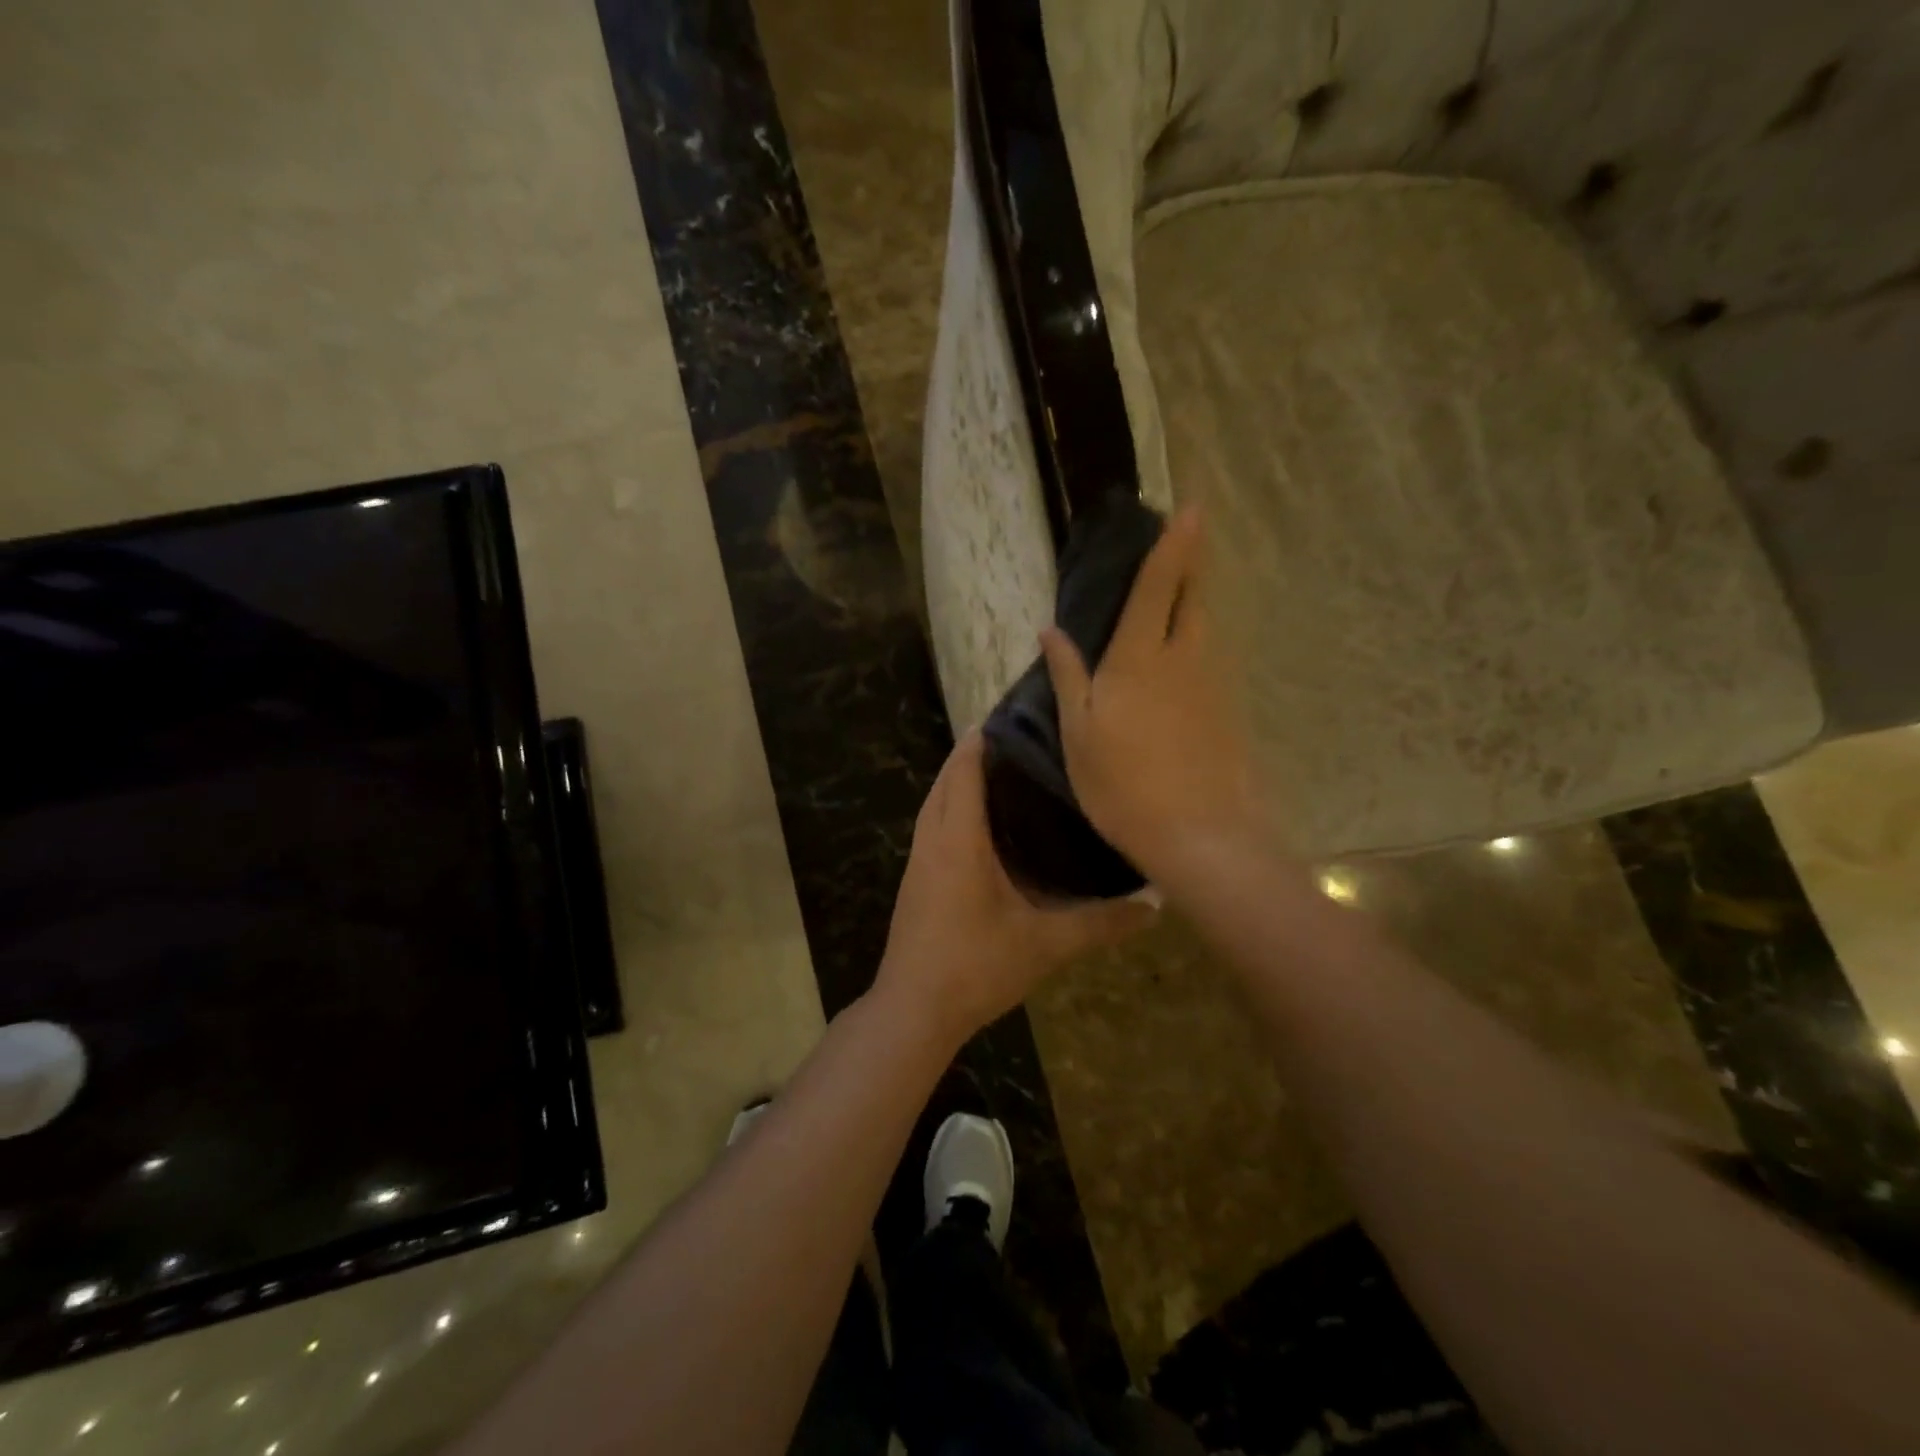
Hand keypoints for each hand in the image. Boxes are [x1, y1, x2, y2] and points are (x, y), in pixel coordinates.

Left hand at [875, 732, 1154, 1043]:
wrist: (913, 1011)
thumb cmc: (976, 967)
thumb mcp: (1046, 945)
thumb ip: (1101, 924)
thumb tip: (1156, 904)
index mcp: (958, 840)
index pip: (964, 771)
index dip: (982, 740)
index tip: (1011, 717)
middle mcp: (932, 840)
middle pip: (946, 780)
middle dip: (972, 755)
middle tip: (1018, 742)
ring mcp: (917, 861)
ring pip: (934, 804)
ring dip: (959, 782)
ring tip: (1004, 774)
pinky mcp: (915, 881)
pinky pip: (932, 827)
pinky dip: (953, 810)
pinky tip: (984, 827)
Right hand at [1040, 506, 1257, 885]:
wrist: (1198, 836)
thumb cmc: (1123, 784)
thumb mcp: (1078, 732)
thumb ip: (1067, 676)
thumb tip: (1050, 630)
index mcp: (1140, 659)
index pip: (1158, 587)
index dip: (1174, 546)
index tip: (1191, 509)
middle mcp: (1183, 660)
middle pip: (1193, 600)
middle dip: (1191, 567)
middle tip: (1185, 544)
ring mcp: (1211, 687)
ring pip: (1204, 630)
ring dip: (1194, 604)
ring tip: (1177, 597)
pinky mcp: (1226, 713)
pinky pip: (1209, 663)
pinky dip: (1195, 646)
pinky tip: (1180, 666)